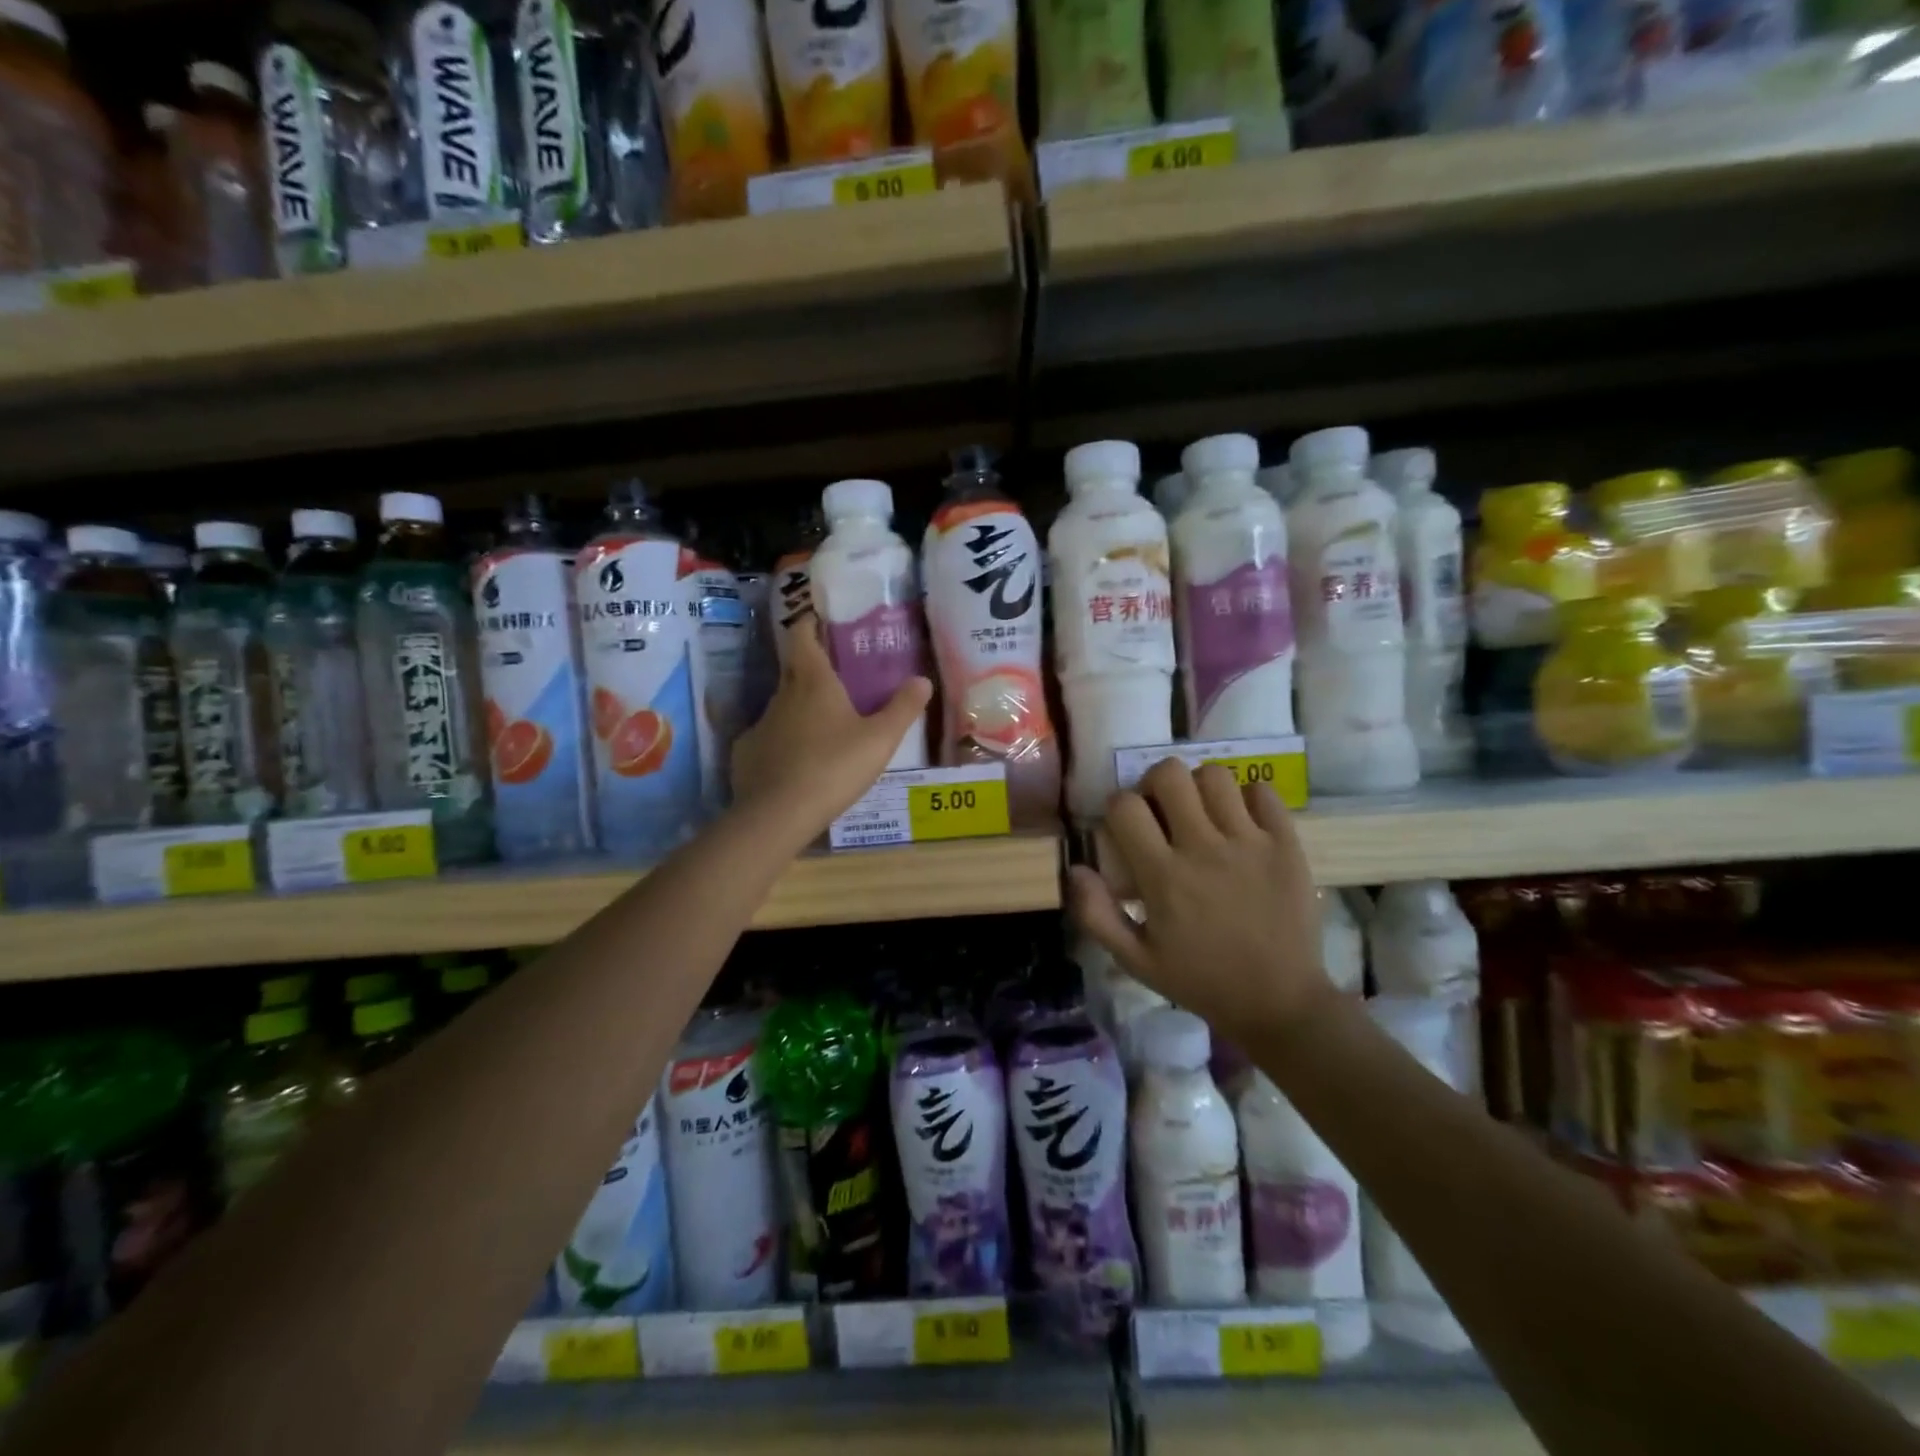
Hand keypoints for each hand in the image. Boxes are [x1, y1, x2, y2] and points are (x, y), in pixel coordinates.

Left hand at [730, 611, 931, 838]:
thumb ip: (903, 708)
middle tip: (837, 676)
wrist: (778, 814)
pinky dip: (783, 742)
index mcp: (813, 681)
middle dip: (811, 667)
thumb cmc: (834, 767)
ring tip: (824, 727)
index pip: (802, 635)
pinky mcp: (747, 753)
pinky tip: (797, 762)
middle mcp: (782, 695)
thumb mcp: (880, 740)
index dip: (809, 623)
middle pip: (793, 669)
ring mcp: (760, 724)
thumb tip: (923, 680)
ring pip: (782, 706)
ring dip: (800, 708)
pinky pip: (769, 738)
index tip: (821, 621)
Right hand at [1068, 760, 1329, 1041]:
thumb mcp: (1135, 960)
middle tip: (1162, 810)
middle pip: (1169, 774)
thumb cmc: (1200, 981)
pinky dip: (1248, 797)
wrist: (1279, 1003)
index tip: (1125, 827)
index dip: (1118, 808)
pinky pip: (1263, 792)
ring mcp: (1250, 843)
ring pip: (1216, 775)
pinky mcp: (1286, 845)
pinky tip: (1241, 821)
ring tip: (1202, 812)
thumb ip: (1096, 914)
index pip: (1125, 806)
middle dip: (1156, 784)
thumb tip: (1076, 868)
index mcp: (1163, 876)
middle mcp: (1204, 849)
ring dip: (1200, 787)